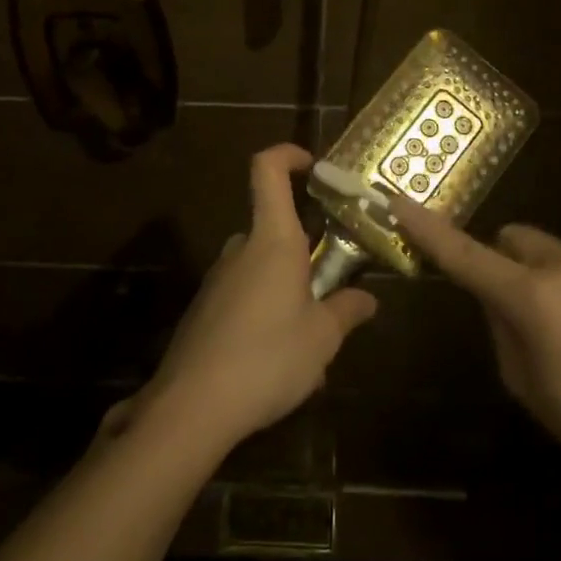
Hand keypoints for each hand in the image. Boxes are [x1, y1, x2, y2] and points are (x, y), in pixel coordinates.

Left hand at [126, 145, 377, 452]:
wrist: (193, 406)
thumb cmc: (268, 357)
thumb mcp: (322, 338)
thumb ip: (346, 310)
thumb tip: (367, 298)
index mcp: (273, 240)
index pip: (267, 170)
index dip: (288, 154)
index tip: (314, 166)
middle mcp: (241, 249)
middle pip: (273, 227)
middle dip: (303, 250)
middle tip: (330, 289)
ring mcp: (217, 278)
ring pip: (260, 266)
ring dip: (285, 288)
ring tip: (308, 337)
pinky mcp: (204, 308)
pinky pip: (243, 295)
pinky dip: (263, 311)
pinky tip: (275, 359)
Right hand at [392, 202, 560, 498]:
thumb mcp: (528, 387)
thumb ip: (501, 331)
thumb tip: (498, 302)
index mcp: (530, 296)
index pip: (464, 254)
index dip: (426, 229)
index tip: (397, 201)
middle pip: (513, 239)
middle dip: (504, 262)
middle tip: (519, 310)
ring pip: (555, 256)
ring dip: (550, 281)